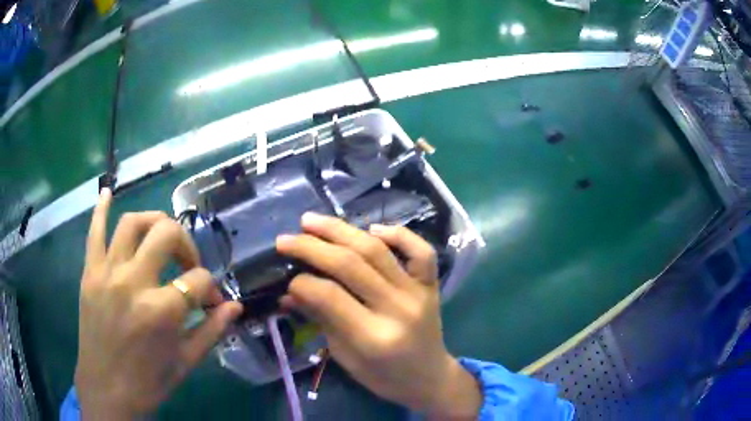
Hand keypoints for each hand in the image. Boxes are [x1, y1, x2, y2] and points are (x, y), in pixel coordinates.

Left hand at [75, 189, 241, 418]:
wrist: (107, 390)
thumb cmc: (148, 382)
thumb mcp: (186, 362)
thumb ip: (212, 331)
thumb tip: (235, 306)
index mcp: (161, 311)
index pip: (198, 280)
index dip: (212, 289)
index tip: (213, 303)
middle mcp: (133, 282)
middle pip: (166, 234)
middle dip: (186, 245)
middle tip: (188, 265)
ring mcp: (106, 273)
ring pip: (132, 223)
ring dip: (154, 223)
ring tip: (161, 239)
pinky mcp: (89, 273)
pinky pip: (94, 232)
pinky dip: (101, 209)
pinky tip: (107, 192)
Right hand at [276, 213, 481, 418]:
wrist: (428, 378)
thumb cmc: (383, 376)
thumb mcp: (344, 356)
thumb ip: (319, 319)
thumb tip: (289, 291)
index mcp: (372, 337)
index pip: (328, 295)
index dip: (301, 282)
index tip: (287, 278)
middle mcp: (397, 309)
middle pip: (349, 264)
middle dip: (311, 247)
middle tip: (285, 239)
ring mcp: (418, 293)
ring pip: (377, 250)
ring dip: (340, 230)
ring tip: (311, 221)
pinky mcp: (431, 285)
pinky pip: (420, 251)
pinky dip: (399, 234)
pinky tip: (373, 228)